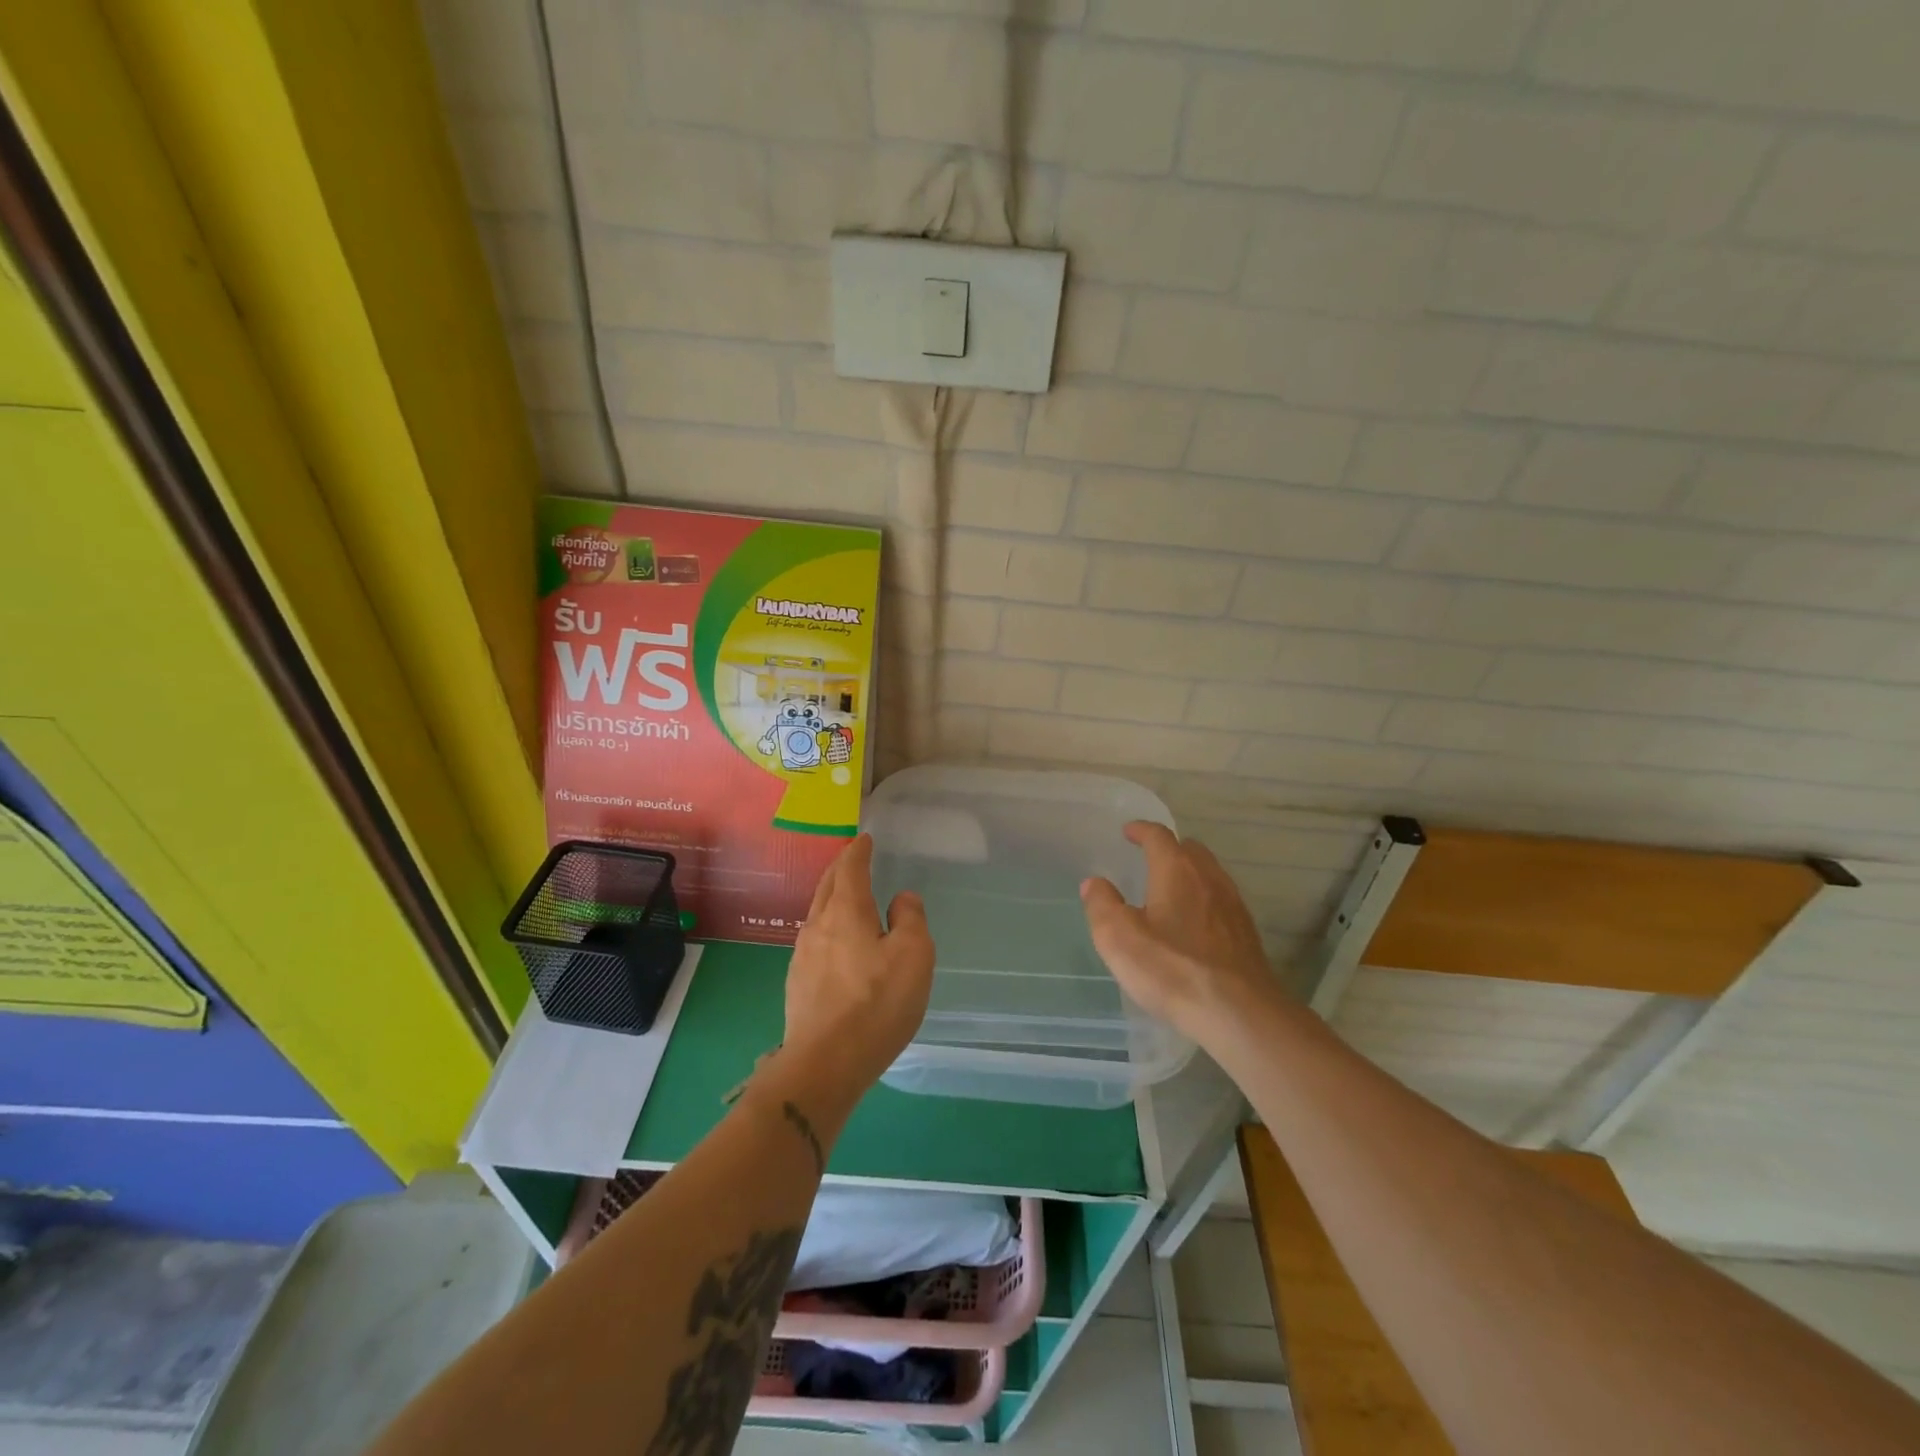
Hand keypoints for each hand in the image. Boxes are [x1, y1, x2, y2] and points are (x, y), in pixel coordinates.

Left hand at [782, 834, 933, 1101]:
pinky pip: (815, 940)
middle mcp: (818, 926)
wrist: (825, 1063)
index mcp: (847, 911)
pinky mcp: (797, 983)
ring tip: (846, 898)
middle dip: (840, 868)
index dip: (858, 851)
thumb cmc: (876, 1003)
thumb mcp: (913, 956)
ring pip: (818, 913)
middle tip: (853, 859)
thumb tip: (902, 898)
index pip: (850, 868)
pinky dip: (829, 927)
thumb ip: (910, 919)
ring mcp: (803, 956)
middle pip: (827, 886)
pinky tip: (836, 943)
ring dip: (832, 898)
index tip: (864, 839)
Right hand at [1081, 822, 1276, 1041]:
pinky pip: (1221, 901)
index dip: (1141, 830)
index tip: (1128, 831)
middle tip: (1150, 858)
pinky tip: (1194, 924)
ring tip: (1170, 890)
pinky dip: (1204, 900)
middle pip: (1190, 850)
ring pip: (1210, 874)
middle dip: (1169, 848)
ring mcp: (1233, 906)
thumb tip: (1094, 883)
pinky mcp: (1246, 934)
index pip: (1159, 836)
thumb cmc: (1172, 969)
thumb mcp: (1118, 938)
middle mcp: (1209, 878)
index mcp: (1176, 871)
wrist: (1239, 1012)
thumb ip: (1102, 905)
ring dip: (1189, 873)